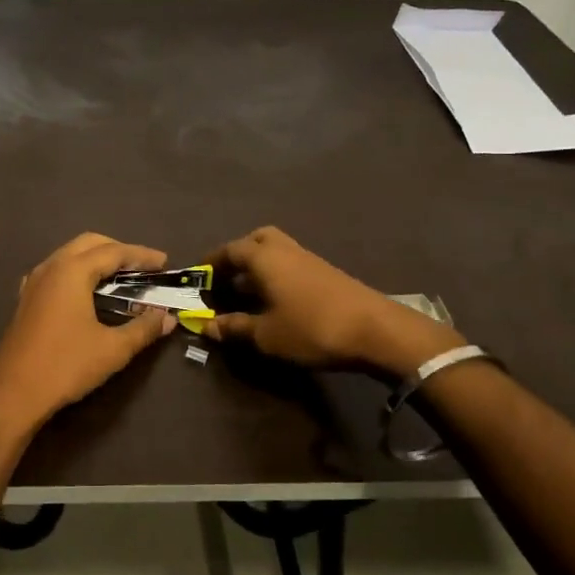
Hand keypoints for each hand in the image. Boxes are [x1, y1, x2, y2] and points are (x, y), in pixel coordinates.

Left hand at [0, 233, 175, 435]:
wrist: (13, 392)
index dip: (142, 255)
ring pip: (69, 255)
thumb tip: (168, 317)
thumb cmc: (65, 365)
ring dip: (96, 259)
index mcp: (72, 271)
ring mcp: (34, 281)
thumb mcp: (113, 349)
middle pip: (89, 244)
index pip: (114, 252)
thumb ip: (144, 329)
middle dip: (118, 250)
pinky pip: (56, 271)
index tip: (164, 262)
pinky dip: (77, 272)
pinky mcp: (26, 299)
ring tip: (119, 277)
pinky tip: (84, 291)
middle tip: (143, 267)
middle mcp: (51, 267)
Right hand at [205, 226, 459, 370]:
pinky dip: (277, 274)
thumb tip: (206, 325)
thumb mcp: (265, 335)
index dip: (211, 263)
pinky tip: (276, 300)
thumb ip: (234, 327)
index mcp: (264, 258)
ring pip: (276, 250)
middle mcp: (285, 250)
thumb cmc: (311, 328)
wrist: (376, 330)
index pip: (229, 250)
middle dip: (238, 254)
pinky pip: (291, 263)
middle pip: (256, 240)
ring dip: (259, 265)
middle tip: (227, 277)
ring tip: (248, 292)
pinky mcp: (326, 272)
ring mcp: (309, 259)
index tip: (198, 276)